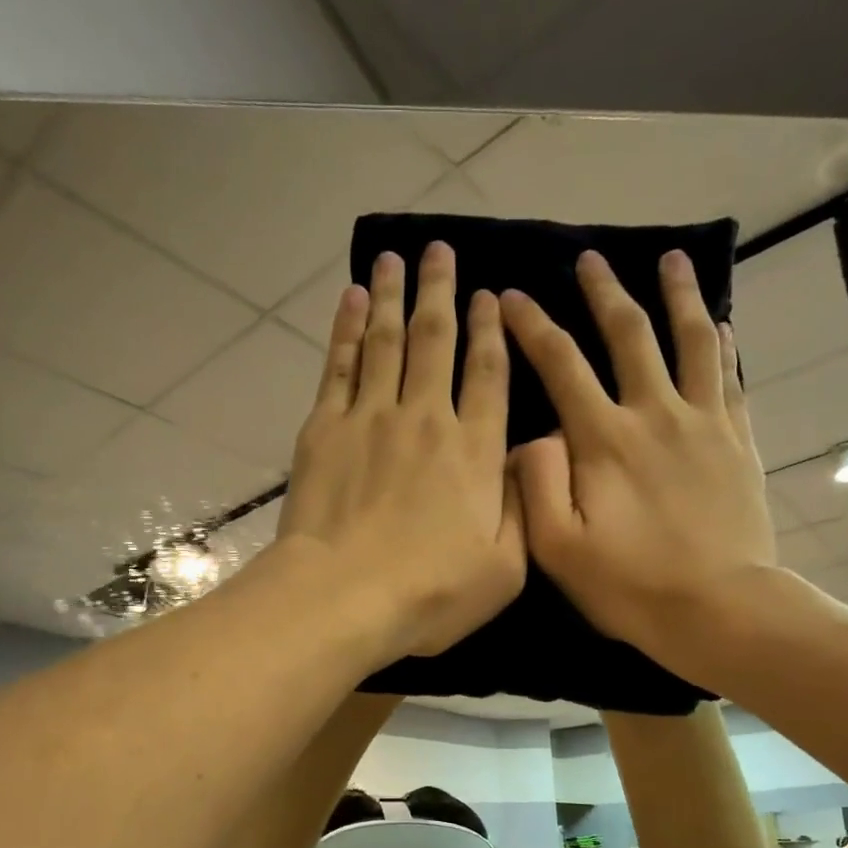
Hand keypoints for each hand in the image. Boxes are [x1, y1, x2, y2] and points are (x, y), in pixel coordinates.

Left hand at [278, 243, 524, 660]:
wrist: (343, 598)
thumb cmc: (430, 593)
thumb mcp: (505, 569)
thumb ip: (521, 508)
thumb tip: (522, 459)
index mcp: (475, 451)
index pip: (488, 374)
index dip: (491, 331)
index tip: (489, 295)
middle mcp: (426, 418)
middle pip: (436, 340)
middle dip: (441, 290)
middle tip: (440, 249)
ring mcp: (371, 418)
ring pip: (386, 341)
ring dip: (392, 295)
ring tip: (394, 258)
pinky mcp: (325, 429)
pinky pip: (340, 365)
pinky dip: (346, 329)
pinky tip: (351, 300)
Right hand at [501, 249, 778, 677]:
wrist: (719, 609)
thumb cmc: (630, 586)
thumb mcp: (558, 548)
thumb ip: (536, 485)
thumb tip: (531, 437)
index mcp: (605, 440)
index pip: (562, 365)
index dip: (532, 327)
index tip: (511, 296)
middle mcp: (655, 414)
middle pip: (629, 335)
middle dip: (604, 292)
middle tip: (591, 258)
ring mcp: (704, 423)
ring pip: (692, 340)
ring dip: (679, 296)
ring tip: (671, 259)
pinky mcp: (738, 442)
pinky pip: (732, 378)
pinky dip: (724, 345)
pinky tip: (722, 325)